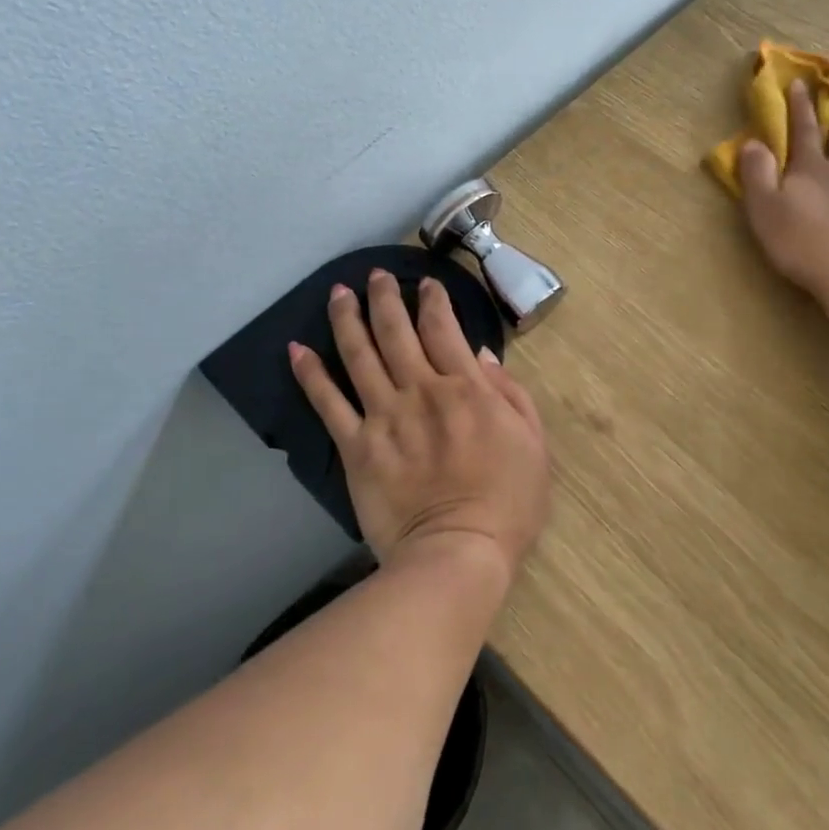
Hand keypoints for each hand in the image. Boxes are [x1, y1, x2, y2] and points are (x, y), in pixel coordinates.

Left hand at [289, 270, 550, 581]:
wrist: (458, 553)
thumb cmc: (507, 502)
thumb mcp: (532, 443)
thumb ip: (510, 394)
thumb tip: (480, 355)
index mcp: (467, 389)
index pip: (444, 329)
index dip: (433, 301)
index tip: (425, 285)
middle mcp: (422, 391)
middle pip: (397, 332)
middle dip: (386, 298)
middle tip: (376, 275)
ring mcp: (384, 417)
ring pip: (360, 355)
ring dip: (347, 319)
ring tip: (338, 293)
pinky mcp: (356, 448)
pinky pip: (328, 404)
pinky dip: (310, 375)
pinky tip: (296, 350)